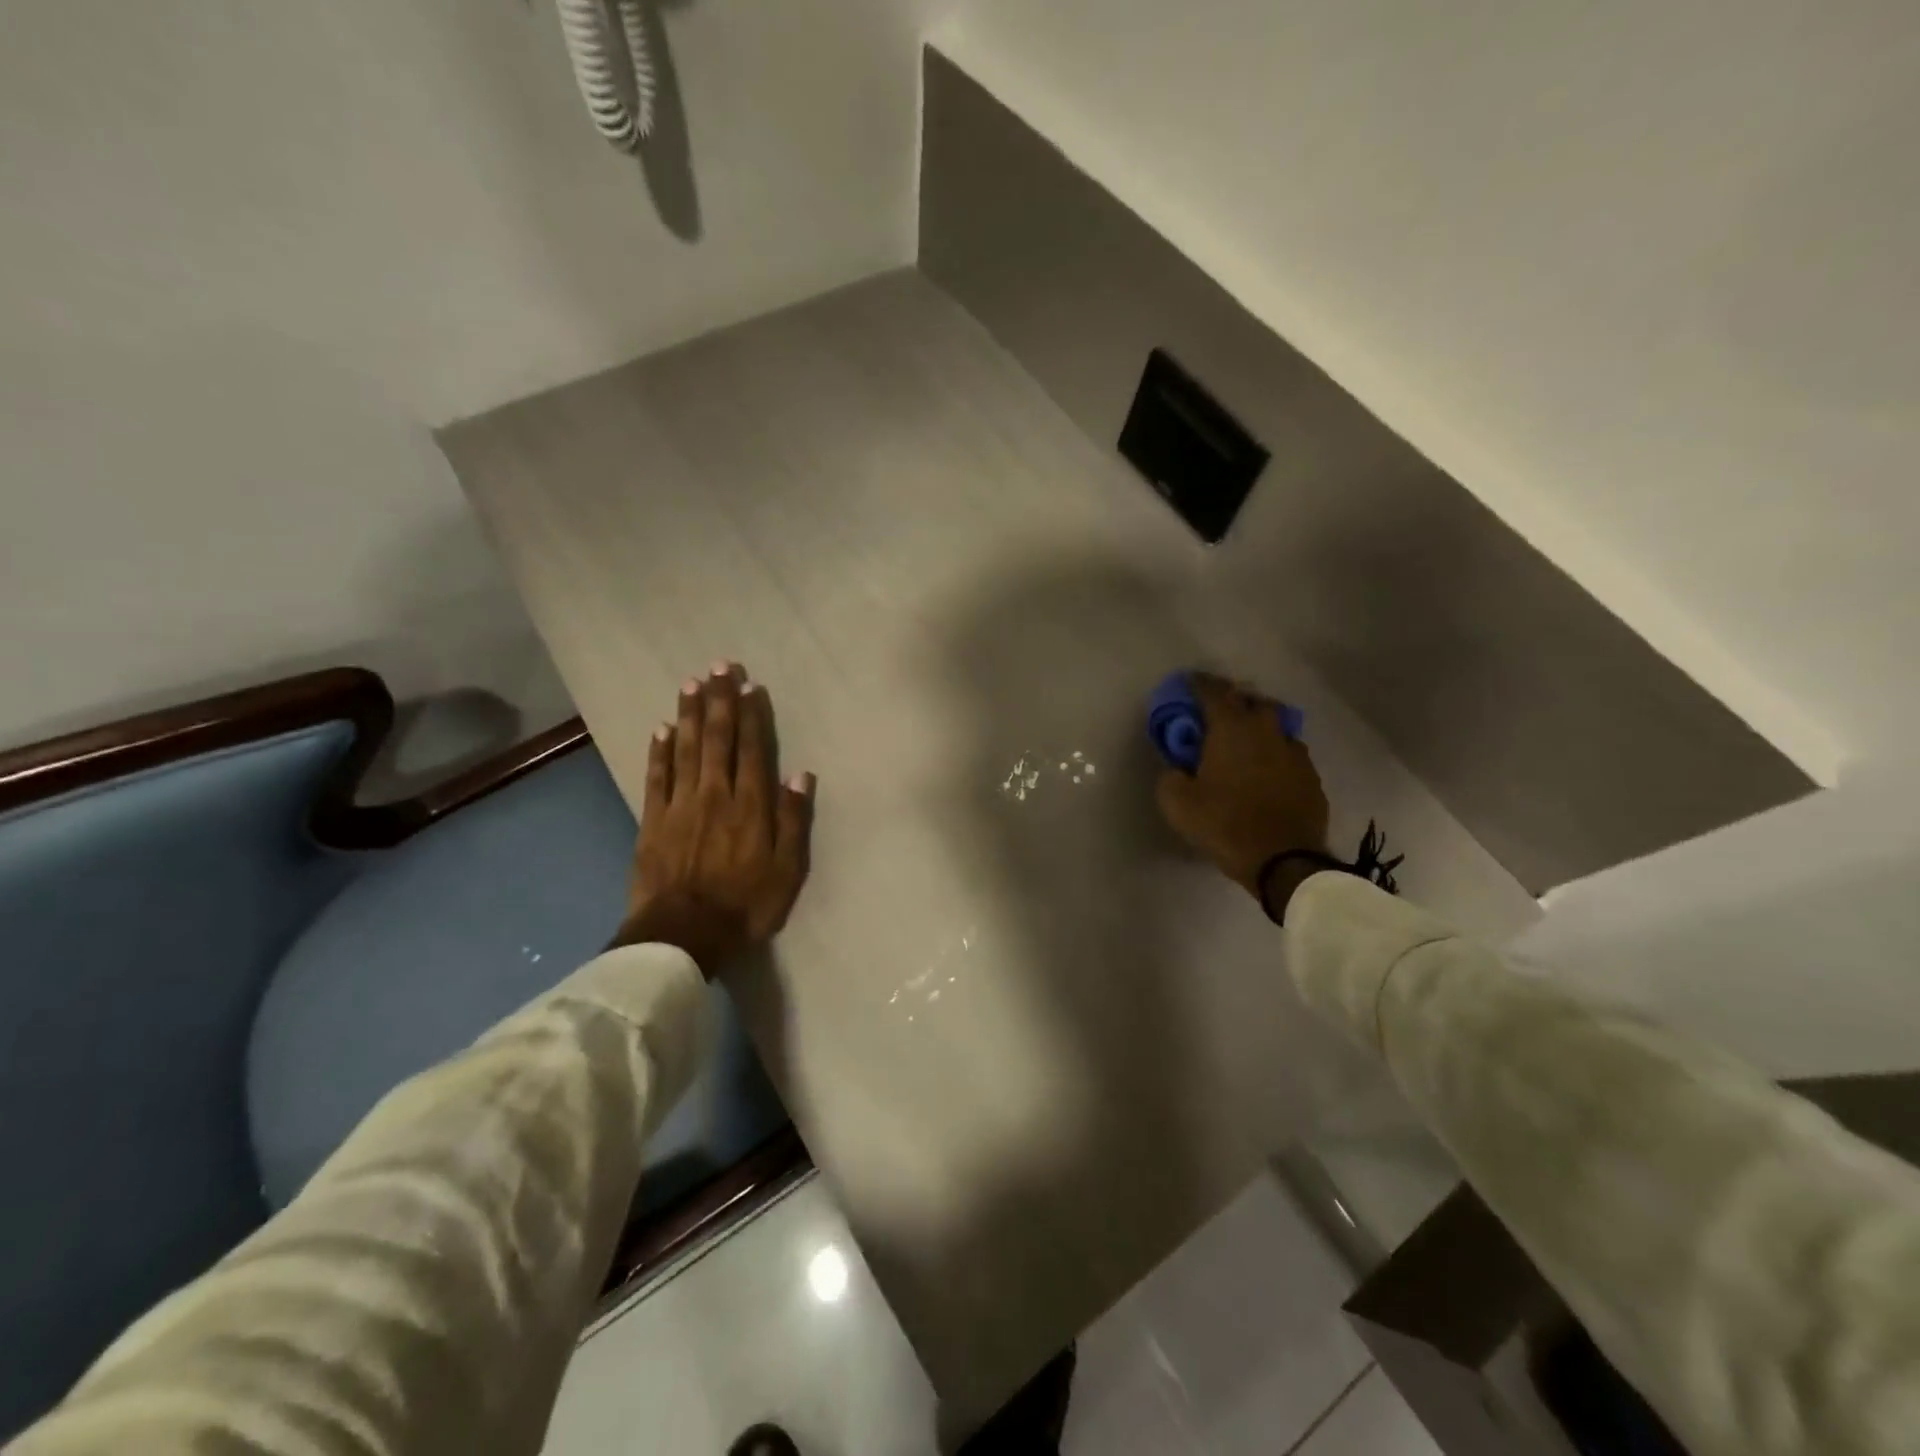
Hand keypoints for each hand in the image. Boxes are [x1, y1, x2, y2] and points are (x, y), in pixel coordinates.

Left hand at [615, 663, 815, 977]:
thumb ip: (793, 820)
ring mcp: (680, 805)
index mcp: (750, 805)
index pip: (752, 749)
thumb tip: (801, 776)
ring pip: (686, 749)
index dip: (752, 715)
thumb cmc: (744, 905)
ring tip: (691, 683)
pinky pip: (656, 777)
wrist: (682, 935)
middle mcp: (715, 794)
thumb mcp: (787, 870)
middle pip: (718, 739)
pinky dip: (659, 751)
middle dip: (720, 700)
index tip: (751, 685)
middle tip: (721, 666)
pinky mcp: (652, 821)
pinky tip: (661, 728)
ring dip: (690, 714)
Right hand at [1155, 672, 1328, 915]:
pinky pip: (1290, 753)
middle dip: (1235, 701)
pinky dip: (1275, 754)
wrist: (1285, 861)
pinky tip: (1267, 771)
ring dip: (1259, 727)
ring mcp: (1294, 752)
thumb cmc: (1225, 825)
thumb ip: (1171, 777)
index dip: (1198, 684)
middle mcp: (1266, 731)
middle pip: (1252, 701)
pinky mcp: (1311, 776)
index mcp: (1232, 729)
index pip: (1213, 692)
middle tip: (1218, 715)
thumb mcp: (1178, 804)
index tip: (1188, 683)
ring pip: (1276, 726)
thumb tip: (1177, 769)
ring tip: (1245, 743)